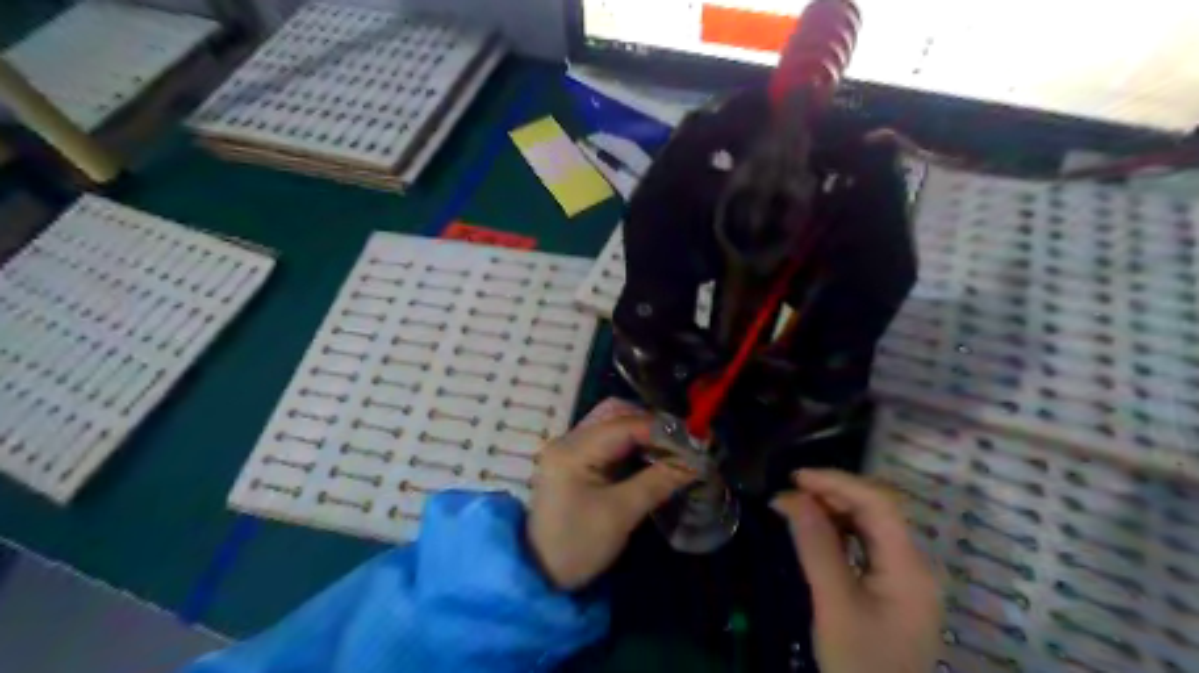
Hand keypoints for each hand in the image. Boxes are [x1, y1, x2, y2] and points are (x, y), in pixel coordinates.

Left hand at [532, 412, 699, 592]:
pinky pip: (608, 440)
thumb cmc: (577, 545)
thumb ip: (658, 482)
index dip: (661, 429)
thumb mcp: (620, 514)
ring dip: (642, 431)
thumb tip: (695, 463)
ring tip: (672, 448)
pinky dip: (632, 443)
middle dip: (651, 423)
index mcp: (573, 449)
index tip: (694, 440)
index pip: (623, 425)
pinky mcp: (575, 461)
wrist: (541, 575)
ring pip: (612, 423)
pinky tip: (652, 456)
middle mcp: (568, 440)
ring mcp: (570, 449)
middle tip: (682, 441)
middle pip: (615, 413)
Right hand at [774, 467, 941, 671]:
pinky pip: (866, 542)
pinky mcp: (891, 585)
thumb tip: (789, 497)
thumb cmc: (859, 664)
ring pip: (871, 523)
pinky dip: (839, 529)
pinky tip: (815, 529)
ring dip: (834, 508)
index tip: (795, 478)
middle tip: (789, 492)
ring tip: (796, 505)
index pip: (879, 503)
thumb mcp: (834, 604)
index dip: (837, 481)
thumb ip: (816, 546)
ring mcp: (904, 575)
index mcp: (909, 567)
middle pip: (878, 509)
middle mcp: (914, 563)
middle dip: (833, 492)